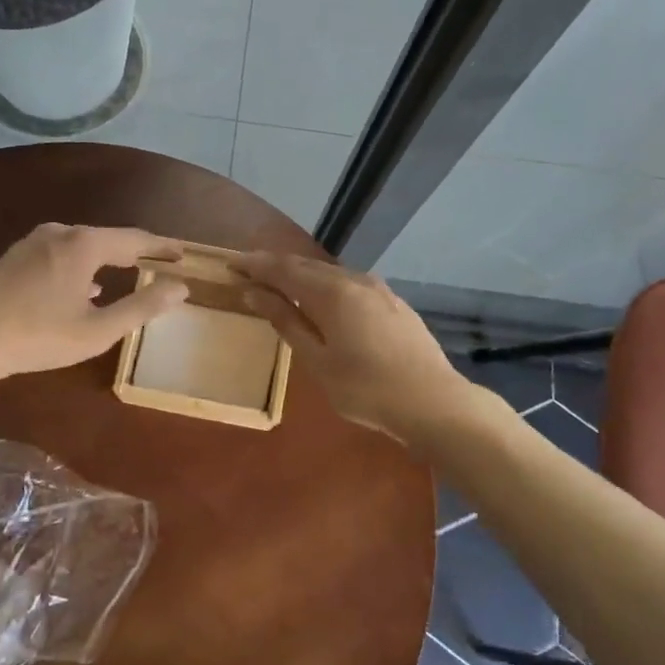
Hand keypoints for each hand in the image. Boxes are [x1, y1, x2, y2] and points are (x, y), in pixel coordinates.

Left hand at [0, 223, 187, 382]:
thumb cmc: (38, 336)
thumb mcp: (98, 330)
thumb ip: (143, 306)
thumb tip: (180, 287)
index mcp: (84, 244)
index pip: (135, 239)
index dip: (162, 247)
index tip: (183, 255)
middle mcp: (61, 232)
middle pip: (109, 239)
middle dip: (136, 252)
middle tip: (160, 264)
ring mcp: (34, 241)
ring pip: (84, 246)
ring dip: (109, 260)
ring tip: (129, 274)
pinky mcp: (17, 255)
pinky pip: (62, 253)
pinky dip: (83, 266)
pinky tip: (85, 287)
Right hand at [233, 252, 470, 439]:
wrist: (433, 402)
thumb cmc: (366, 389)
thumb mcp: (317, 360)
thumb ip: (286, 321)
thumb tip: (254, 292)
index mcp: (331, 292)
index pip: (283, 268)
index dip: (255, 264)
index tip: (231, 263)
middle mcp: (354, 279)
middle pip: (306, 266)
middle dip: (275, 267)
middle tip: (248, 271)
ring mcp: (378, 289)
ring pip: (330, 274)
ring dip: (302, 276)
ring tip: (280, 286)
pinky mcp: (393, 302)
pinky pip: (349, 284)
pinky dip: (326, 286)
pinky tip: (323, 301)